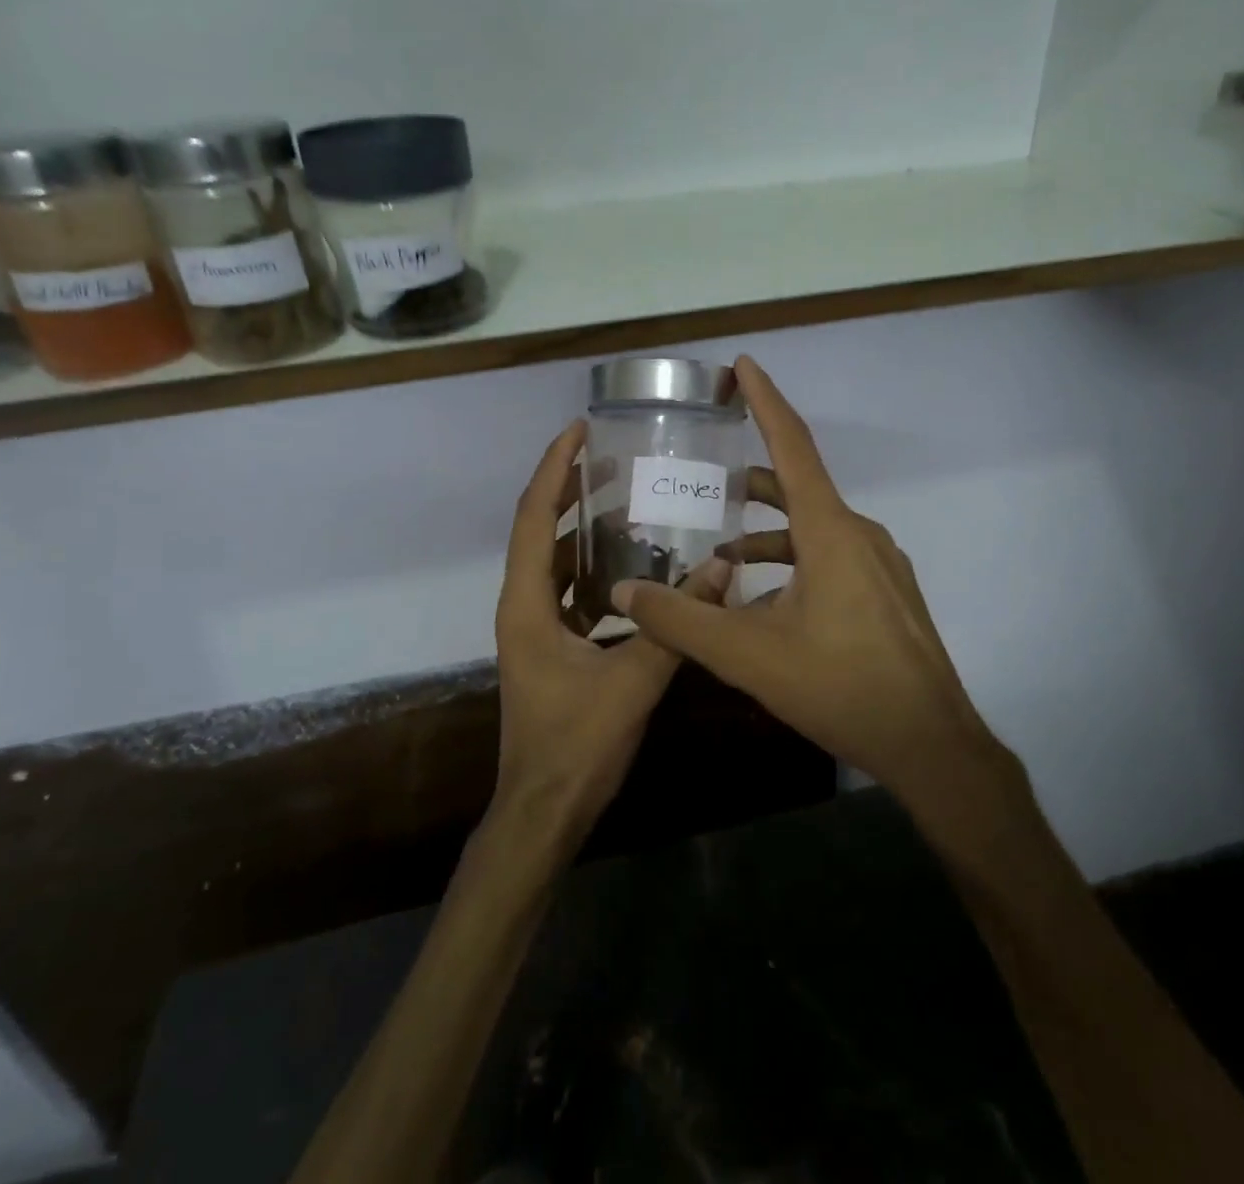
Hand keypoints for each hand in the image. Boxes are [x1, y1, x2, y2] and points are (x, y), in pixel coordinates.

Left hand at [491, 419, 732, 852]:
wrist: (544, 811)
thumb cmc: (576, 745)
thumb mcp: (633, 681)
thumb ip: (677, 624)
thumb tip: (721, 569)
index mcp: (527, 604)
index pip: (534, 517)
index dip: (554, 469)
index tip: (578, 430)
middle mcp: (522, 607)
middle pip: (539, 531)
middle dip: (569, 490)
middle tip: (611, 459)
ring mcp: (533, 629)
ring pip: (554, 563)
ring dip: (582, 532)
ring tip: (627, 504)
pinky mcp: (550, 649)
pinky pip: (569, 594)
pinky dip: (595, 572)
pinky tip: (636, 572)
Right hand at [611, 357, 1022, 811]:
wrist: (930, 744)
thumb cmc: (841, 687)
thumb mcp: (748, 656)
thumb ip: (681, 621)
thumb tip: (625, 591)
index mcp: (830, 531)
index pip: (793, 445)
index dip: (765, 400)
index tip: (743, 365)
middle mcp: (859, 534)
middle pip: (798, 488)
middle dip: (751, 480)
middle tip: (707, 478)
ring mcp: (879, 565)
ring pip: (813, 529)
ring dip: (767, 534)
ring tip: (721, 556)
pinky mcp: (887, 593)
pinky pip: (831, 558)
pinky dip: (792, 562)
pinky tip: (765, 603)